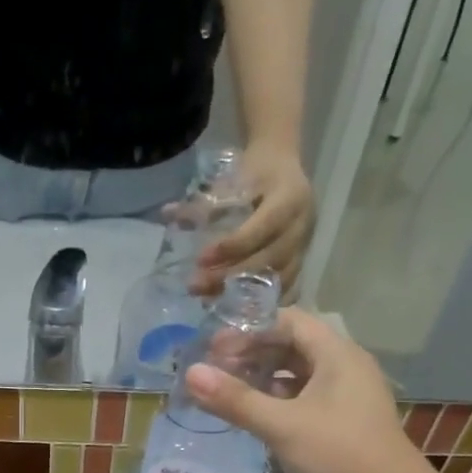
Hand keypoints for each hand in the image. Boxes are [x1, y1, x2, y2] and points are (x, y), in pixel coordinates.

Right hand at [183, 308, 419, 472]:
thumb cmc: (337, 454)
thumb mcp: (281, 424)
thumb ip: (235, 399)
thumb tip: (190, 374)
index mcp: (337, 356)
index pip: (291, 321)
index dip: (251, 329)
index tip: (214, 347)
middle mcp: (344, 370)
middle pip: (293, 348)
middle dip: (253, 355)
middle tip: (214, 371)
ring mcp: (344, 401)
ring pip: (297, 378)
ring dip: (263, 382)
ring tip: (227, 394)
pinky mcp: (339, 428)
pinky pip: (302, 404)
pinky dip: (276, 405)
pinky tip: (252, 420)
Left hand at [193, 142, 314, 296]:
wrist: (283, 165)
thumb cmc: (254, 171)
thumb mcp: (232, 177)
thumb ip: (203, 202)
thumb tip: (167, 213)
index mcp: (290, 197)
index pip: (262, 228)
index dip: (232, 246)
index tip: (201, 259)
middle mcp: (302, 224)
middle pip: (269, 259)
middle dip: (231, 276)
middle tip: (196, 286)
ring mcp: (304, 246)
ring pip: (276, 279)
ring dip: (241, 293)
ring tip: (207, 299)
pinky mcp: (301, 262)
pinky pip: (284, 288)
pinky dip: (258, 299)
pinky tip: (232, 307)